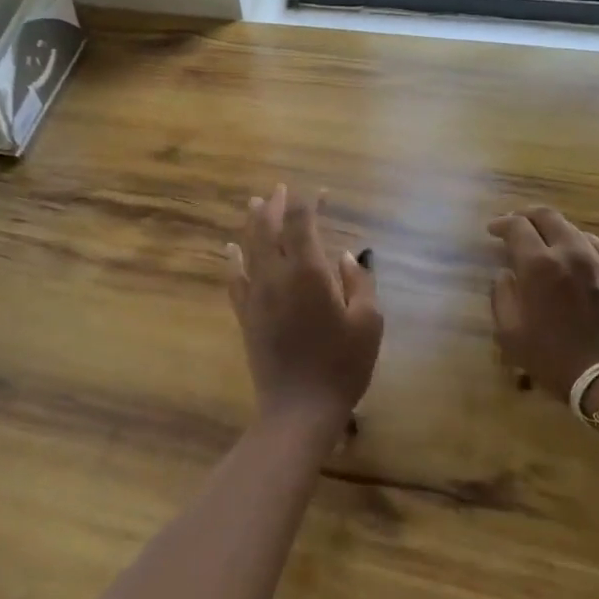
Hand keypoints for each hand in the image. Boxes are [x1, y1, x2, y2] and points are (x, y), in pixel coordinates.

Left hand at [228, 184, 382, 433]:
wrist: (299, 408)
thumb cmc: (341, 366)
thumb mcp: (368, 323)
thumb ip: (359, 284)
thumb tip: (346, 258)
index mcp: (307, 272)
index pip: (301, 221)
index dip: (308, 201)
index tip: (320, 193)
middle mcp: (276, 275)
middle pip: (268, 227)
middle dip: (275, 204)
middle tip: (281, 189)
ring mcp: (256, 295)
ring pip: (249, 247)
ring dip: (253, 222)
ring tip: (255, 203)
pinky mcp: (245, 315)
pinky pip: (234, 278)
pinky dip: (233, 258)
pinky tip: (230, 249)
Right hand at [488, 206, 598, 398]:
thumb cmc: (554, 358)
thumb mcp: (510, 334)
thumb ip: (501, 296)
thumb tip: (505, 275)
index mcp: (538, 265)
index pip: (517, 226)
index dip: (501, 223)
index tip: (492, 230)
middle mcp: (569, 252)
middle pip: (547, 216)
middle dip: (527, 215)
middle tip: (516, 225)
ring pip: (573, 229)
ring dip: (553, 230)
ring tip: (544, 243)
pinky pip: (596, 247)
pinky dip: (577, 244)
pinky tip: (574, 256)